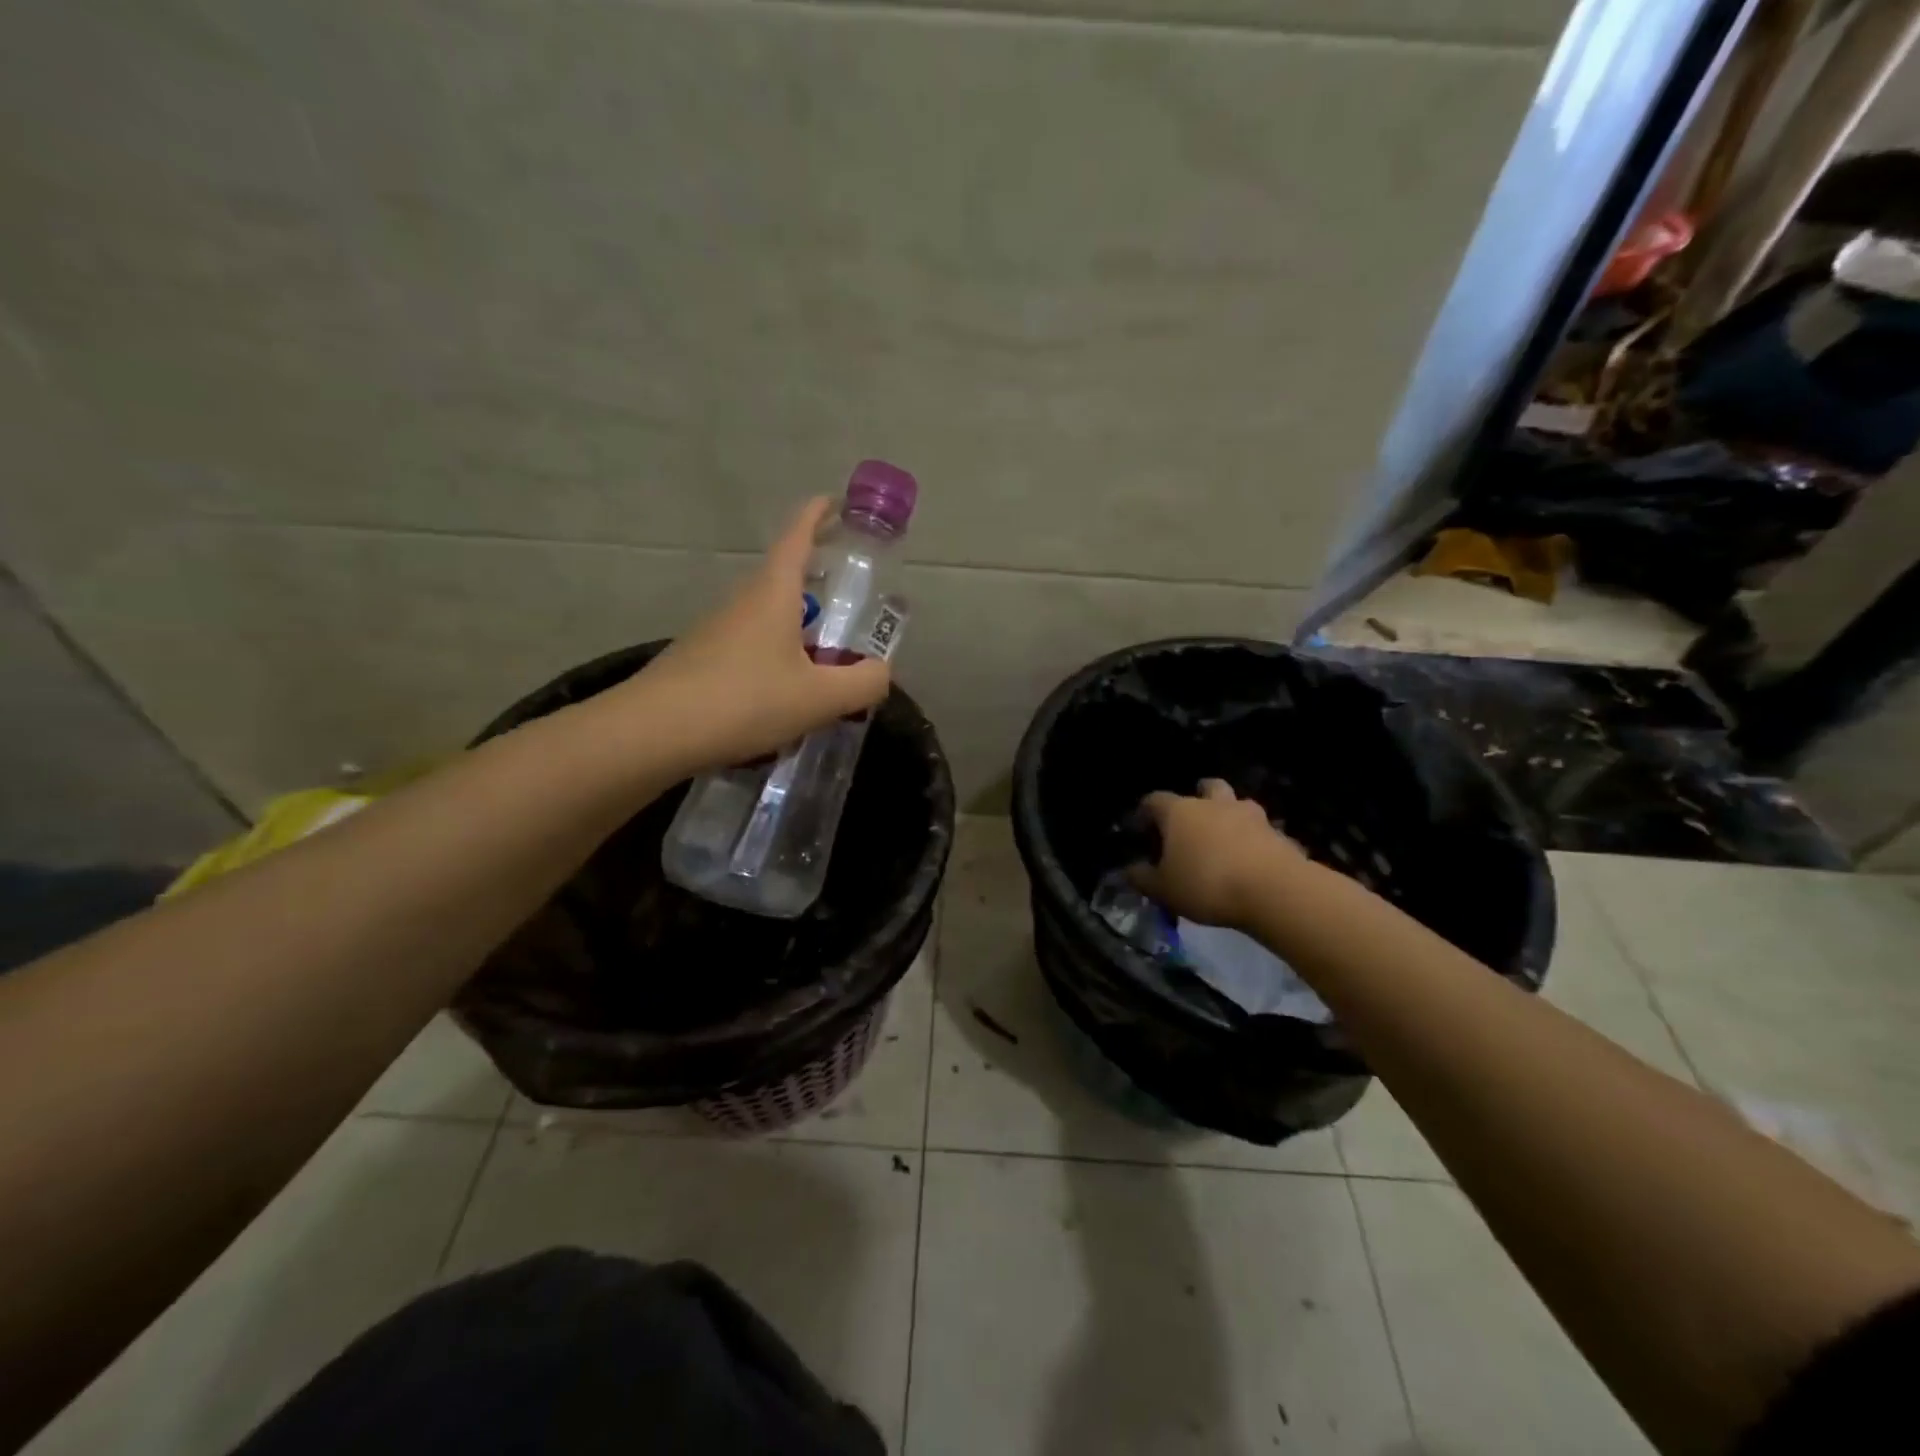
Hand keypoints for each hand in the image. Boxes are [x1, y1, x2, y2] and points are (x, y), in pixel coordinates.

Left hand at [619, 497, 891, 772]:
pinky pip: (749, 650)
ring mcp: (716, 632)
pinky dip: (774, 662)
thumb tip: (880, 672)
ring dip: (796, 631)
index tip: (838, 504)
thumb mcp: (819, 698)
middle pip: (784, 579)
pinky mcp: (700, 662)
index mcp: (773, 594)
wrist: (652, 734)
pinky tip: (783, 700)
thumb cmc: (743, 701)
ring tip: (824, 667)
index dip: (819, 515)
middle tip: (849, 605)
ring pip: (766, 620)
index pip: (797, 535)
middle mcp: (742, 602)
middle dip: (817, 584)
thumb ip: (862, 683)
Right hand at [1128, 779, 1309, 929]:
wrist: (1273, 890)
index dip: (1146, 812)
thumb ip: (1143, 878)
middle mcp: (1215, 805)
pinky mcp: (1279, 834)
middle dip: (1199, 796)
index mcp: (1180, 812)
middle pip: (1207, 787)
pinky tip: (1253, 861)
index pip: (1155, 800)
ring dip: (1231, 816)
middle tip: (1193, 818)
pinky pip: (1262, 833)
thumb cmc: (1206, 883)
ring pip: (1239, 805)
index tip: (1142, 828)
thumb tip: (1130, 870)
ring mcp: (1252, 816)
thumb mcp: (1163, 889)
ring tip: (1226, 839)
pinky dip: (1256, 841)